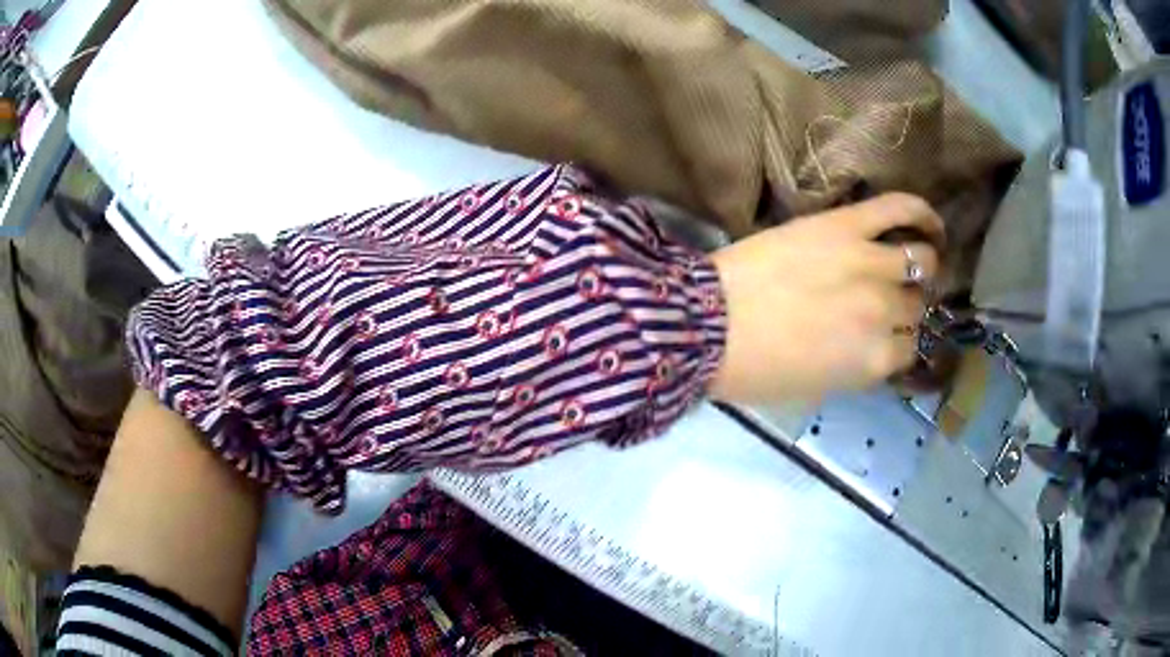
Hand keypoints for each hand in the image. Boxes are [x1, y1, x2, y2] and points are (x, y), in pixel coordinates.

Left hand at [707, 194, 943, 403]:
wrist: (705, 325)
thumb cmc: (753, 369)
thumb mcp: (814, 388)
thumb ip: (857, 368)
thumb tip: (877, 348)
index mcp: (874, 361)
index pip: (910, 349)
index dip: (898, 342)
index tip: (888, 335)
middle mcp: (884, 313)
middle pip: (915, 306)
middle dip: (905, 307)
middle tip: (888, 300)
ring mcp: (869, 265)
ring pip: (920, 262)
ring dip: (919, 266)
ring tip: (910, 262)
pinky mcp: (847, 226)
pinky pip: (899, 208)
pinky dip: (920, 212)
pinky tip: (932, 223)